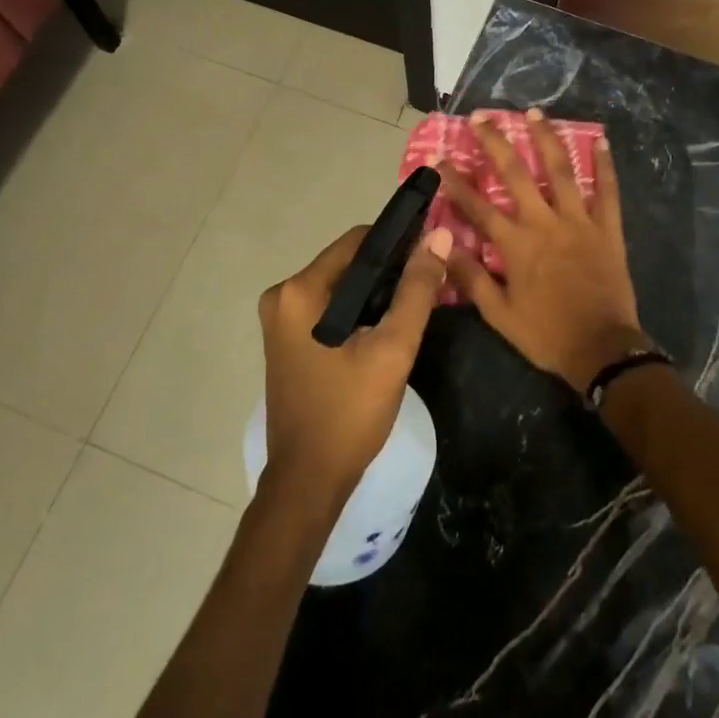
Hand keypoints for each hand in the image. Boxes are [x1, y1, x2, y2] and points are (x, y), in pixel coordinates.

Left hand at [256, 222, 452, 507]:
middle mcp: (282, 296)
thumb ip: (416, 290)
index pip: (359, 241)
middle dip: (390, 270)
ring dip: (377, 291)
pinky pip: (330, 307)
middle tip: (430, 285)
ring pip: (342, 286)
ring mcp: (281, 320)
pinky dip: (359, 310)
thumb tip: (437, 236)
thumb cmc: (350, 413)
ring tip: (414, 305)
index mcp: (299, 291)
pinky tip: (386, 327)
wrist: (309, 481)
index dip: (400, 242)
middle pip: (349, 262)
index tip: (433, 253)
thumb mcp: (393, 349)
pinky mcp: (288, 340)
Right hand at [441, 109, 643, 392]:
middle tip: (481, 117)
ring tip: (535, 112)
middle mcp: (545, 223)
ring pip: (561, 171)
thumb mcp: (498, 314)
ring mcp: (579, 221)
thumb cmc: (546, 334)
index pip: (477, 205)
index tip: (440, 158)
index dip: (456, 181)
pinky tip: (600, 140)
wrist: (602, 349)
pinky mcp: (607, 228)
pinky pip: (608, 191)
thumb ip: (470, 277)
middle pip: (515, 174)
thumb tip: (441, 245)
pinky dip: (605, 165)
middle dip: (496, 142)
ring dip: (547, 138)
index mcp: (516, 244)